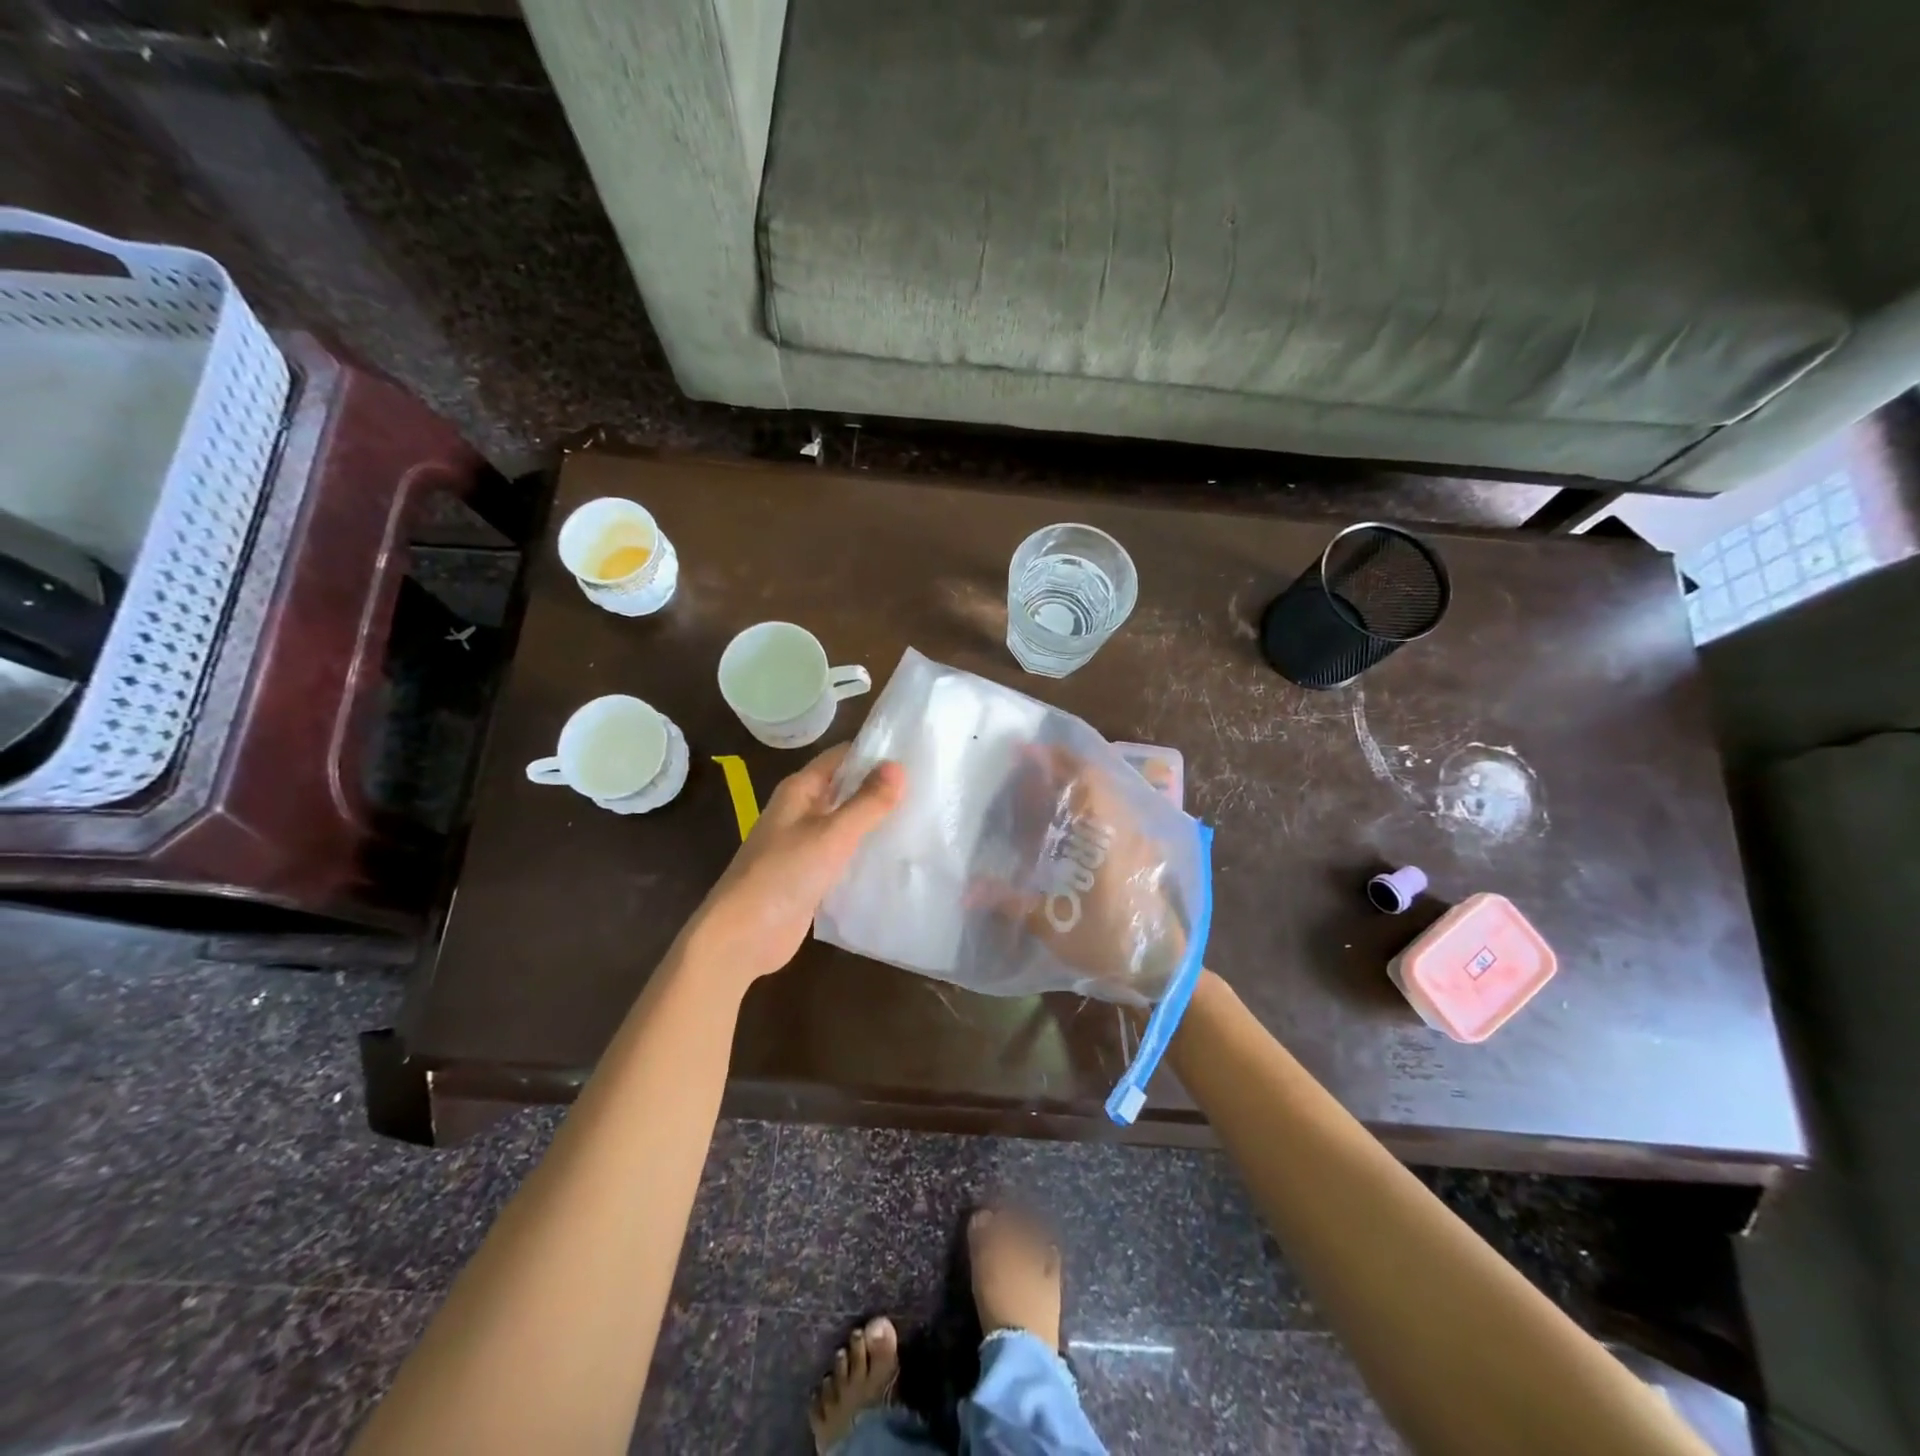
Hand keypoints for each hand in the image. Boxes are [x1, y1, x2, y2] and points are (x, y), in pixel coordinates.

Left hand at [682, 743, 904, 988]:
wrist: (744, 935)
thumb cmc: (784, 874)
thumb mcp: (831, 834)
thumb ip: (867, 802)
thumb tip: (898, 766)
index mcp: (800, 791)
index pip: (841, 757)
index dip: (874, 753)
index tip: (915, 754)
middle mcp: (801, 811)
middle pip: (846, 789)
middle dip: (881, 788)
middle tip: (928, 788)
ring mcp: (805, 844)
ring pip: (847, 822)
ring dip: (876, 821)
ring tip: (922, 818)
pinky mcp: (812, 875)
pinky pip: (845, 854)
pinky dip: (866, 852)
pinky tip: (897, 856)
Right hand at [973, 746, 1188, 1004]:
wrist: (1162, 969)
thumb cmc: (1106, 942)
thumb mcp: (1050, 924)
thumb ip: (1008, 901)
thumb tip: (965, 893)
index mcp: (1102, 835)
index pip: (1082, 779)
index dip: (1054, 760)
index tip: (1025, 750)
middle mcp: (1123, 828)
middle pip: (1096, 780)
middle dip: (1063, 767)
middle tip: (1030, 766)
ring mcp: (1139, 839)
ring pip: (1108, 796)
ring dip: (1080, 785)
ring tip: (1047, 789)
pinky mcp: (1145, 853)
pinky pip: (1117, 813)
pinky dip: (1093, 805)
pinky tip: (1074, 822)